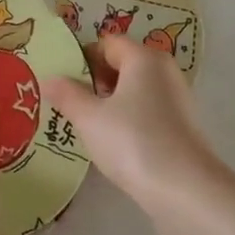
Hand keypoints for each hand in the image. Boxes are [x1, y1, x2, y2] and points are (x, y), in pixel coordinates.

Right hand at [42, 37, 233, 234]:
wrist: (186, 191)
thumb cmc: (133, 141)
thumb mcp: (89, 117)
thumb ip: (66, 95)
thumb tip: (48, 79)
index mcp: (144, 58)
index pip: (107, 43)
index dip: (81, 57)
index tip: (61, 79)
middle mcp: (164, 72)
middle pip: (122, 65)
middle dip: (93, 80)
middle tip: (68, 102)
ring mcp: (177, 101)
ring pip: (134, 90)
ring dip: (109, 102)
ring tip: (84, 124)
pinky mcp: (181, 128)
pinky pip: (146, 112)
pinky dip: (127, 120)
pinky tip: (111, 142)